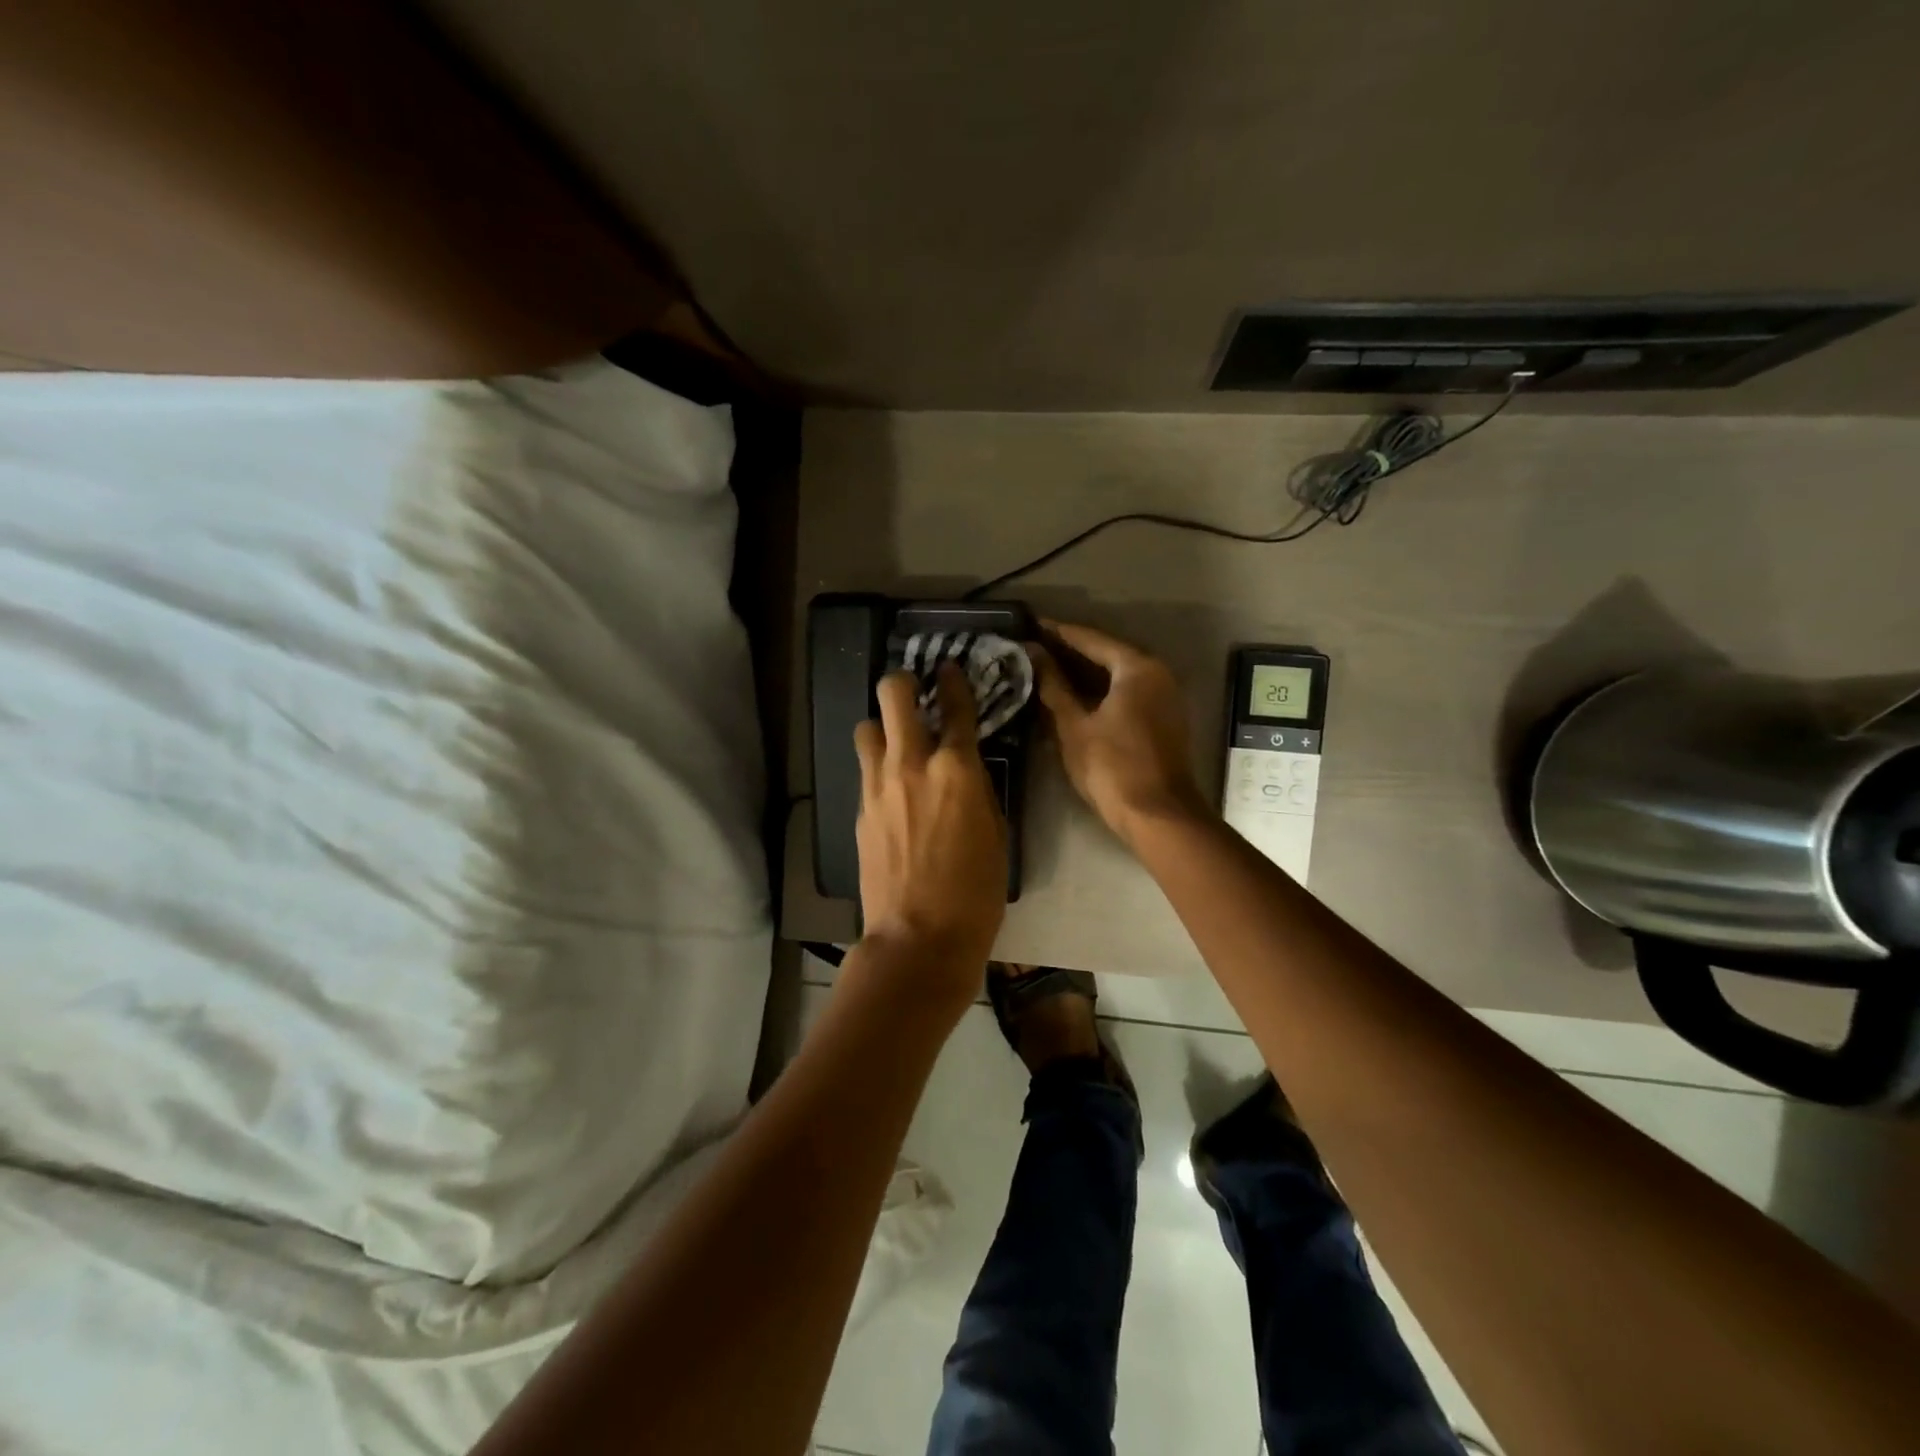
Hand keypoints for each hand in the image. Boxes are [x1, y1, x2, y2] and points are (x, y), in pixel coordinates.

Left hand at [853, 664, 1007, 995]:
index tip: (950, 669)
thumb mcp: (995, 833)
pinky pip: (865, 770)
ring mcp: (878, 786)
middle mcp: (911, 764)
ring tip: (896, 742)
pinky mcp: (859, 810)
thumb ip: (977, 789)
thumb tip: (964, 769)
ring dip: (882, 726)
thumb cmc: (975, 891)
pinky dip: (877, 767)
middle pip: (893, 695)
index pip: (955, 706)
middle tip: (913, 689)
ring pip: (867, 728)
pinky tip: (891, 787)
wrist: (919, 937)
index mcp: (956, 769)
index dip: (954, 681)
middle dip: (902, 682)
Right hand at [1030, 619, 1208, 846]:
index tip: (1030, 625)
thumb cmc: (1112, 766)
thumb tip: (1033, 653)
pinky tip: (1072, 698)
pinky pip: (1126, 694)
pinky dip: (1100, 692)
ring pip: (1117, 676)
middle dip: (1070, 652)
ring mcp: (1164, 698)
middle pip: (1107, 654)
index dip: (1057, 632)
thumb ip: (1053, 686)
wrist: (1157, 815)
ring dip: (1084, 674)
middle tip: (1033, 647)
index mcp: (1138, 667)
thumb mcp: (1074, 725)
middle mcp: (1157, 674)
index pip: (1091, 639)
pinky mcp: (1163, 720)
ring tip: (1045, 670)